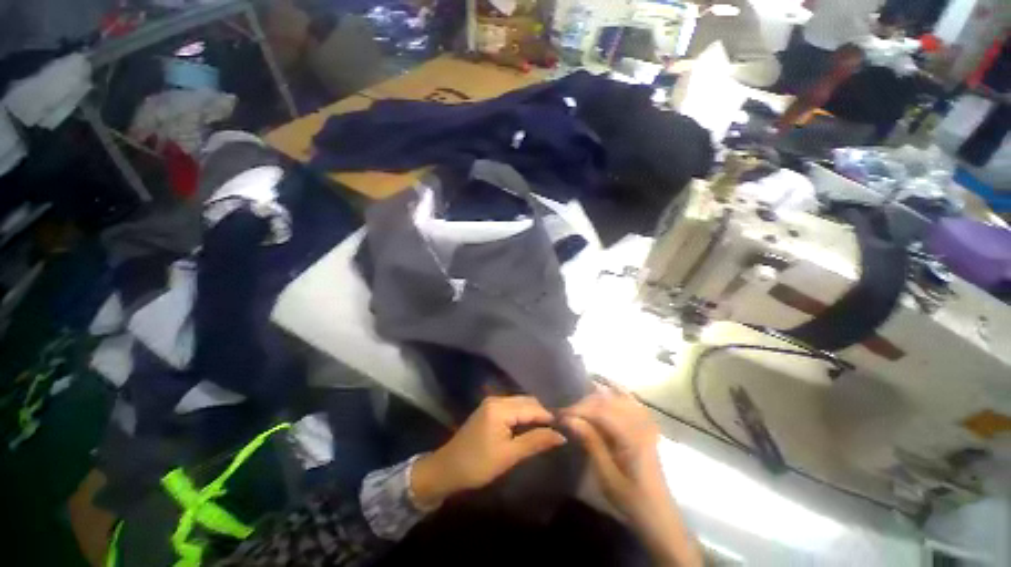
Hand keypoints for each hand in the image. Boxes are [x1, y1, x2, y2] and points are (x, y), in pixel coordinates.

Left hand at [411, 396, 566, 507]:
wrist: (446, 469)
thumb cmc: (477, 465)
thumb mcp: (508, 456)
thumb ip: (535, 442)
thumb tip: (561, 435)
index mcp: (500, 408)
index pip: (532, 407)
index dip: (549, 417)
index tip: (566, 427)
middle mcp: (496, 399)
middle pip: (526, 401)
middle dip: (542, 413)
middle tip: (558, 429)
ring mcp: (491, 403)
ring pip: (520, 403)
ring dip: (534, 414)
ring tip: (548, 429)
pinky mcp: (489, 410)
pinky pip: (512, 407)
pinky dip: (523, 415)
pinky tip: (531, 426)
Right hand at [563, 383, 703, 566]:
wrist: (658, 514)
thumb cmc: (630, 498)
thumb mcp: (606, 475)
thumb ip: (590, 442)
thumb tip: (569, 419)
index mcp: (632, 437)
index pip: (600, 410)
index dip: (578, 409)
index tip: (559, 414)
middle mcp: (640, 423)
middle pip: (608, 400)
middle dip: (584, 402)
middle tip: (566, 412)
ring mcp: (645, 422)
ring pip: (618, 396)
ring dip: (597, 395)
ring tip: (579, 402)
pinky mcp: (646, 424)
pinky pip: (631, 400)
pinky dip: (617, 391)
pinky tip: (605, 387)